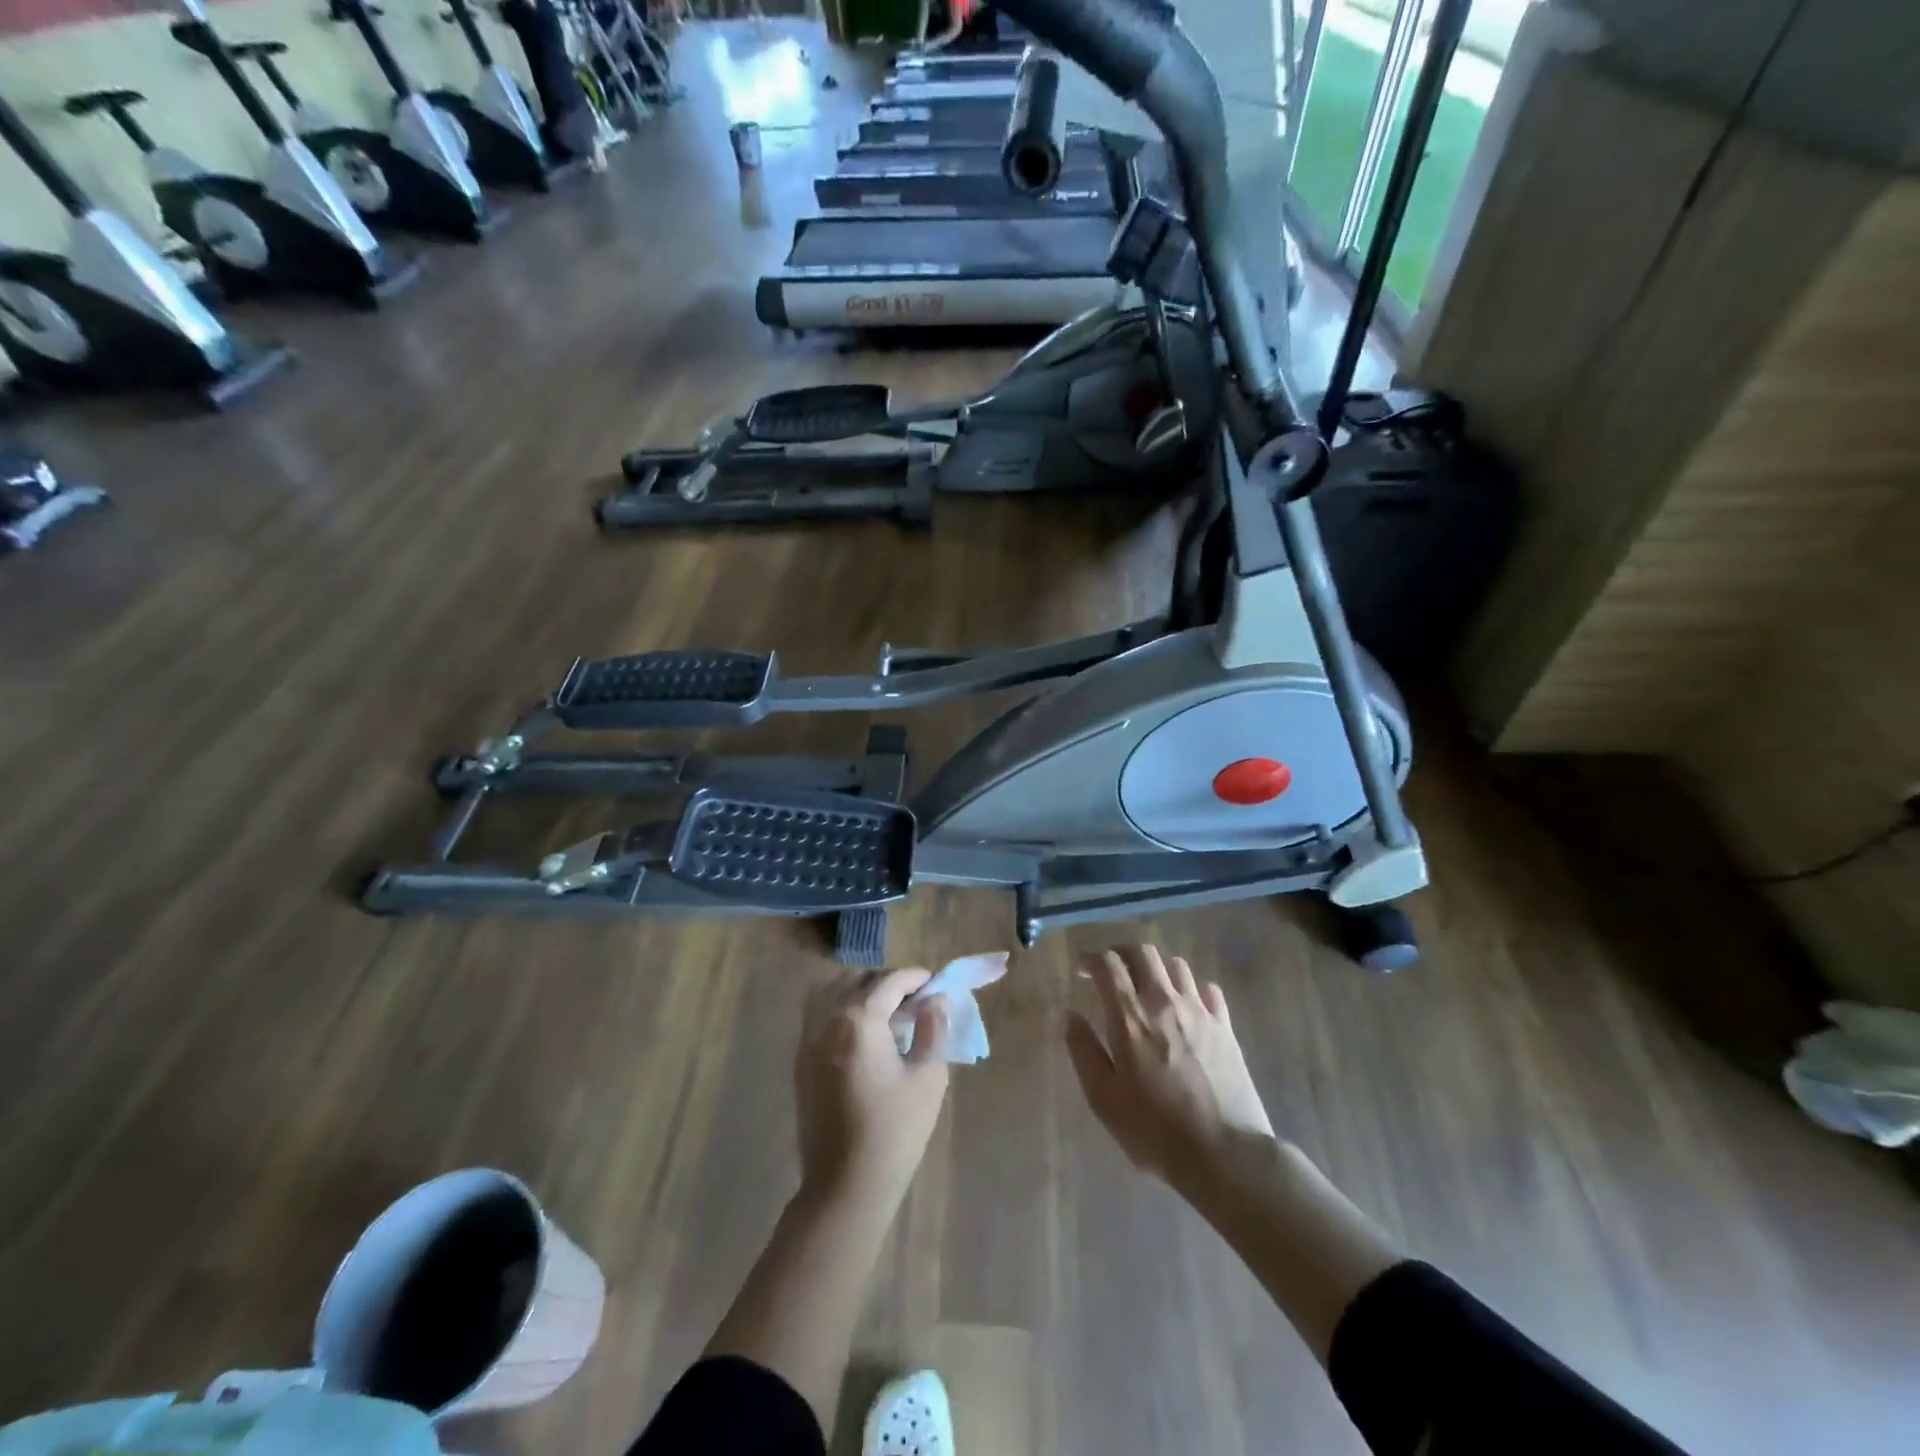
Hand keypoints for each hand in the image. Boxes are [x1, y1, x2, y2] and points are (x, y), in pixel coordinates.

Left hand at [796, 968, 950, 1205]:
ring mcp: (808, 1040)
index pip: (889, 981)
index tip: (935, 984)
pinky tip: (863, 1035)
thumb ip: (933, 1031)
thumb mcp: (928, 1078)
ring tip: (886, 1013)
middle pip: (857, 980)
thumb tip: (936, 1001)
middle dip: (887, 982)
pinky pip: (819, 1016)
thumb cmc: (894, 1131)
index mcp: (859, 1020)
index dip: (915, 978)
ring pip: (831, 993)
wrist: (845, 1186)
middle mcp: (827, 1020)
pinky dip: (841, 1010)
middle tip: (913, 1000)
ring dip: (860, 992)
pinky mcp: (801, 1062)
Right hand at [1065, 946, 1275, 1191]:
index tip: (1082, 970)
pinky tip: (1186, 1005)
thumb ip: (1083, 1051)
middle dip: (1122, 953)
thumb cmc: (1155, 1130)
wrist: (1226, 1154)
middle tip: (1112, 970)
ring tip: (1147, 986)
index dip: (1091, 959)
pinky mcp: (1225, 1027)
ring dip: (1156, 968)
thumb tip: (1070, 1015)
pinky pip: (1208, 989)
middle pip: (1143, 952)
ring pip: (1176, 965)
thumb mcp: (1104, 1098)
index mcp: (1130, 1016)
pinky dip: (1192, 988)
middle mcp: (1164, 1002)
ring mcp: (1199, 1011)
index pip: (1109, 964)